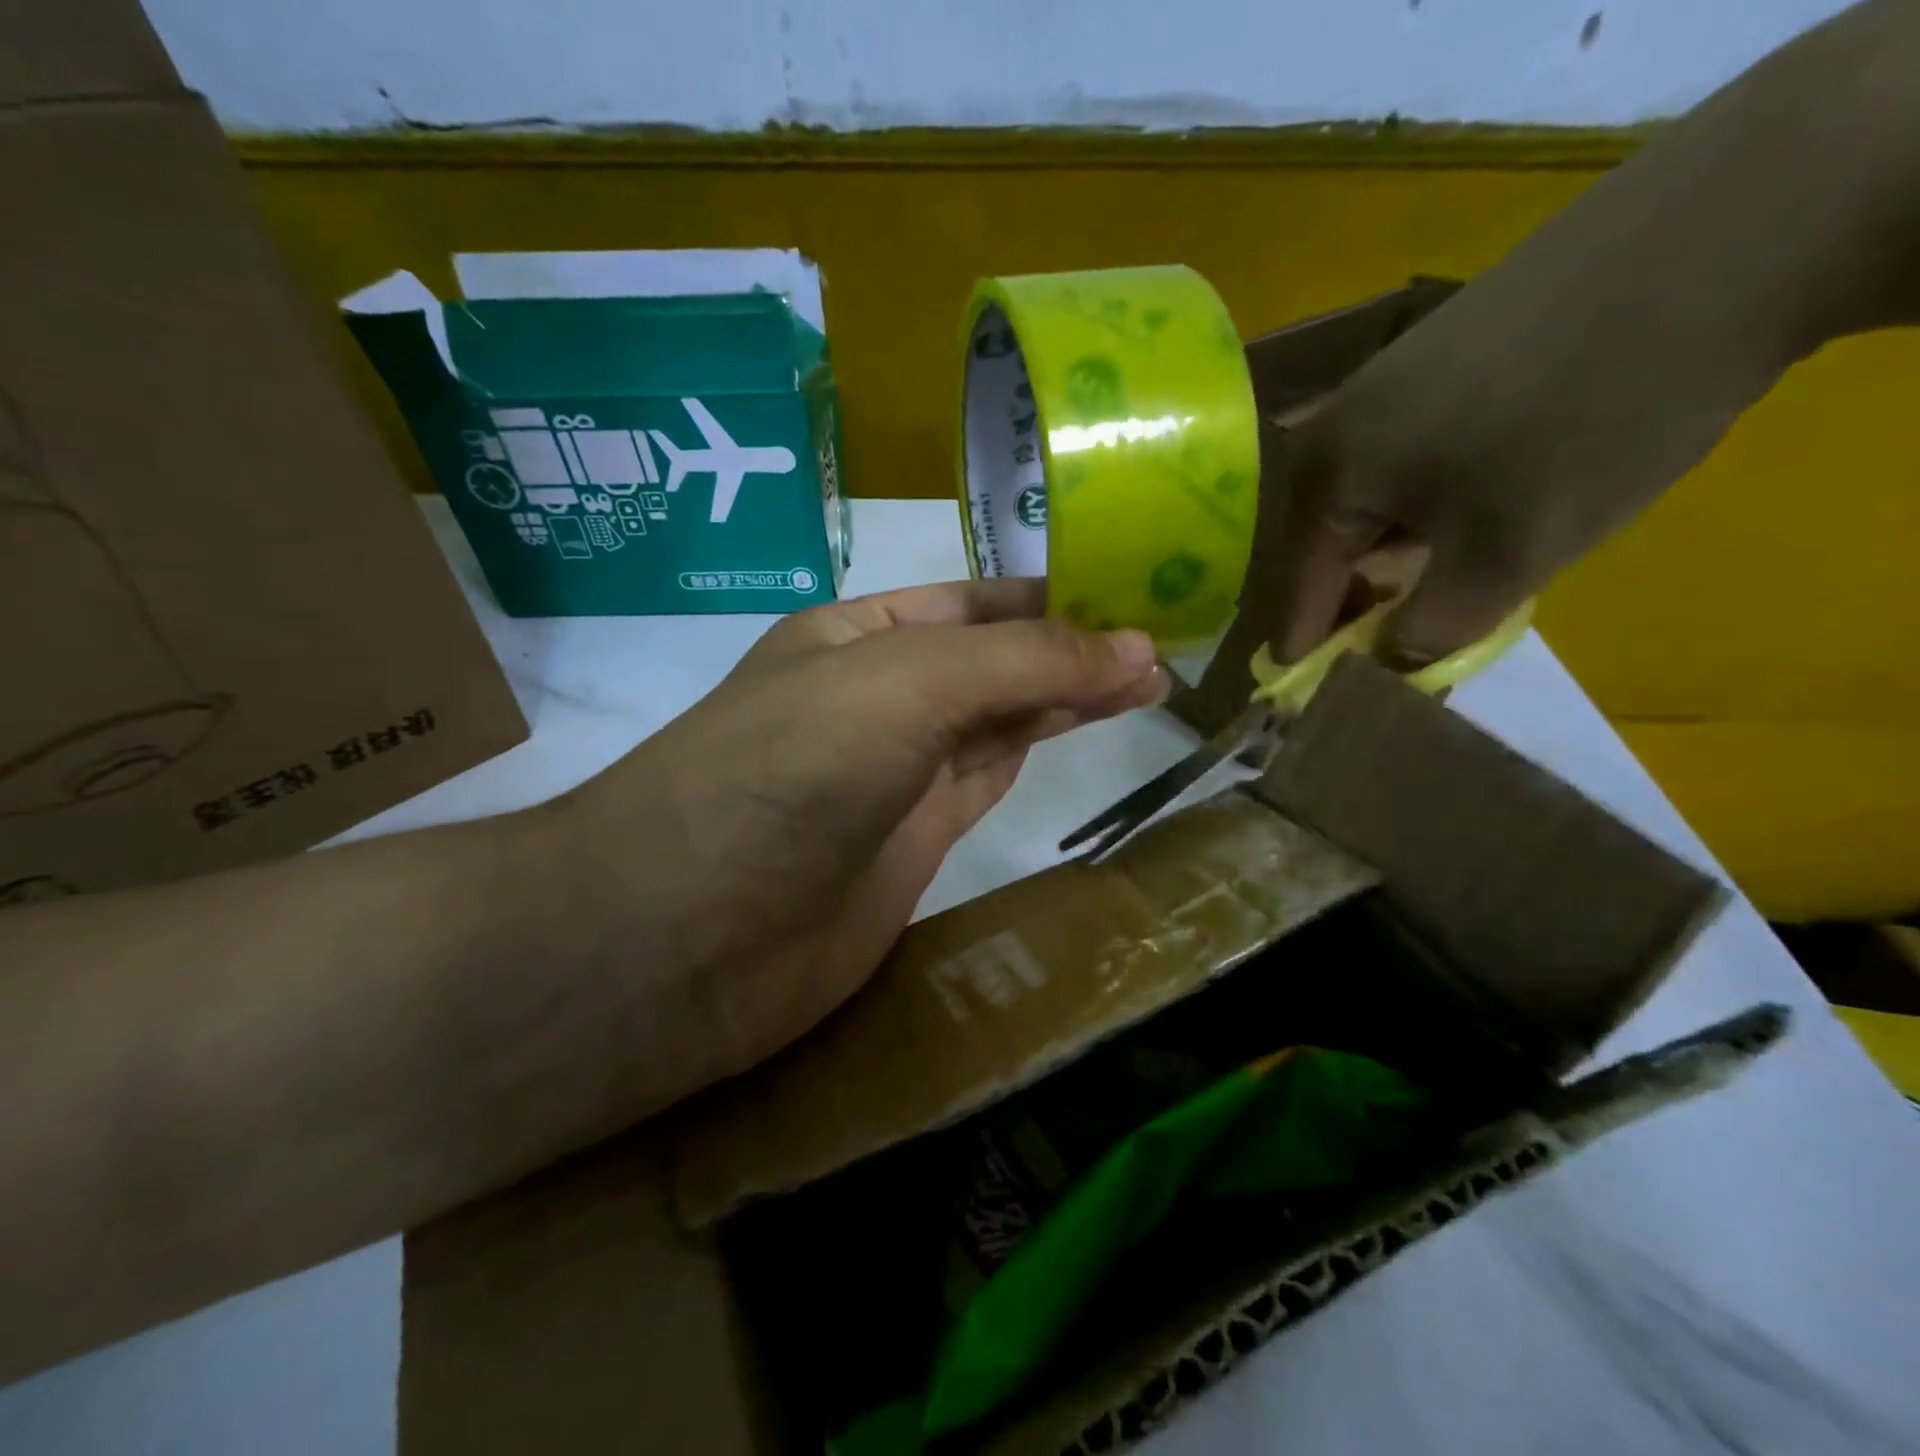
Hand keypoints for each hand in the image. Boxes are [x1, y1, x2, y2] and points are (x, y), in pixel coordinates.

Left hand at [561, 578, 1164, 1090]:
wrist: (693, 932)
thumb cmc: (791, 768)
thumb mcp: (906, 685)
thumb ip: (1023, 663)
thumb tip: (1140, 647)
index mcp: (855, 634)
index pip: (972, 599)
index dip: (1051, 593)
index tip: (1136, 588)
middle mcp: (876, 696)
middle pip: (991, 658)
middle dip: (1071, 645)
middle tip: (1166, 638)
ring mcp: (895, 772)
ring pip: (998, 719)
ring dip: (1067, 696)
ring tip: (1150, 679)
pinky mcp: (914, 841)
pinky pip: (988, 778)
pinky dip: (1037, 750)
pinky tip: (1085, 726)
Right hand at [1187, 4, 1911, 721]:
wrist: (1728, 228)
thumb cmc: (1585, 419)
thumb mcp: (1507, 555)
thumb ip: (1431, 630)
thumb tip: (1389, 663)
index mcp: (1324, 474)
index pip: (1300, 587)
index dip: (1310, 646)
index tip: (1309, 696)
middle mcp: (1335, 424)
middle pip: (1333, 540)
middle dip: (1362, 596)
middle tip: (1398, 638)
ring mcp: (1387, 378)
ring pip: (1376, 496)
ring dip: (1403, 545)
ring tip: (1452, 571)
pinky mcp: (1443, 350)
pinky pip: (1413, 450)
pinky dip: (1436, 493)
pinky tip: (1486, 494)